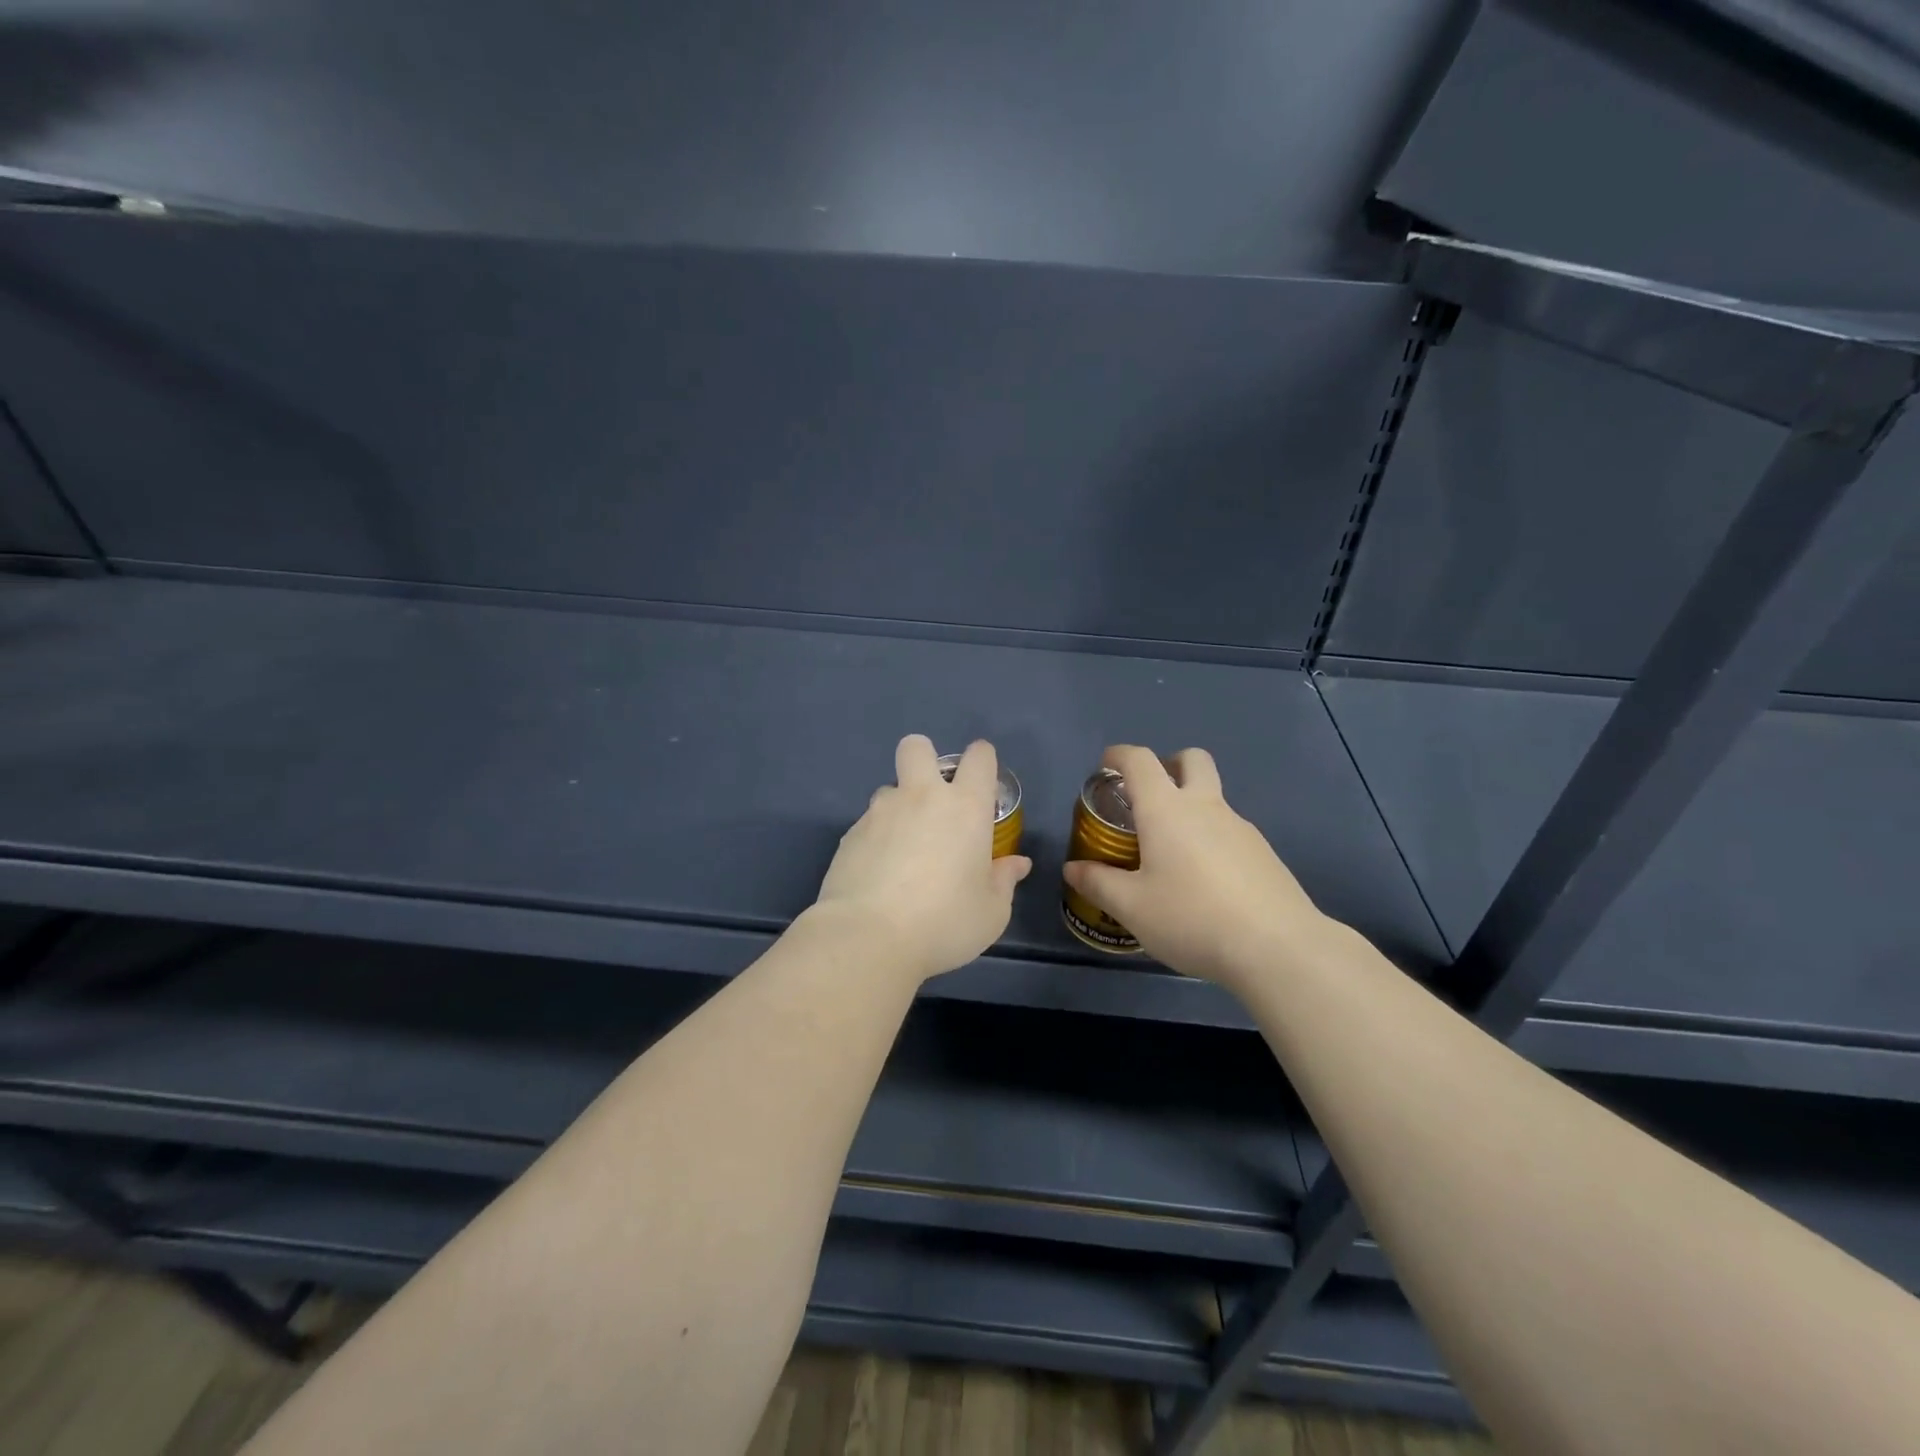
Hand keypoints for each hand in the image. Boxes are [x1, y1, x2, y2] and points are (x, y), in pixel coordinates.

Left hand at [812, 735, 1032, 983]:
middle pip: (917, 747)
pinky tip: (879, 874)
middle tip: (932, 797)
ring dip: (899, 807)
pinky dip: (877, 839)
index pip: (979, 758)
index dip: (983, 760)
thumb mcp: (991, 912)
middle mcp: (921, 797)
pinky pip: (868, 823)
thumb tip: (1017, 863)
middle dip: (925, 758)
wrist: (869, 937)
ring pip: (889, 788)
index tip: (982, 781)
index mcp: (965, 807)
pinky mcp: (850, 834)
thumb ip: (1004, 880)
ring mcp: (880, 812)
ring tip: (904, 849)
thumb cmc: (944, 922)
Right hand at [1062, 745, 1324, 990]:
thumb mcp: (1132, 908)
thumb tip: (1073, 869)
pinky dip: (1211, 839)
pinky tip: (1206, 883)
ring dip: (1191, 807)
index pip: (1140, 761)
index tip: (1106, 765)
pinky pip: (1231, 831)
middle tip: (1150, 796)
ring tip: (1172, 854)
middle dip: (1169, 764)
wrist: (1277, 948)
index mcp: (1167, 809)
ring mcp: (1241, 828)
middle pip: (1192, 759)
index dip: (1119, 756)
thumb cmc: (1191, 918)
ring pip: (1213, 798)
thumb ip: (1098, 884)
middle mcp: (1205, 807)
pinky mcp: (1264, 854)